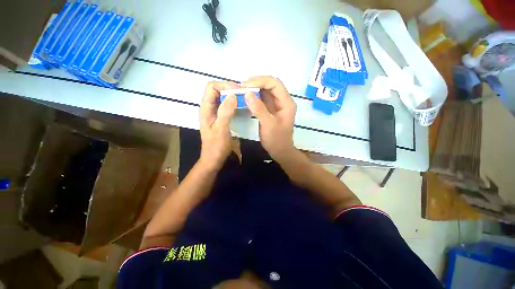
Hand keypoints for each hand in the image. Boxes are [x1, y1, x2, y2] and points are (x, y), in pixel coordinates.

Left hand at [199, 81, 237, 169]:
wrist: (214, 158)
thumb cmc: (216, 145)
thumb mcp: (221, 129)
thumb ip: (225, 112)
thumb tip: (233, 95)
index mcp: (205, 108)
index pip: (212, 87)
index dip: (224, 85)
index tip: (238, 91)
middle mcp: (208, 107)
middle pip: (217, 90)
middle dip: (230, 89)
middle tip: (243, 94)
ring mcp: (214, 112)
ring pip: (222, 97)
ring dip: (232, 95)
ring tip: (244, 98)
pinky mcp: (219, 117)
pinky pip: (225, 105)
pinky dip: (233, 103)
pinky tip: (240, 106)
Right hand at [243, 76, 296, 160]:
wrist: (280, 151)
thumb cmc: (277, 140)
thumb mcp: (268, 125)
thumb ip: (259, 109)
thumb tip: (247, 94)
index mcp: (286, 103)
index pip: (275, 84)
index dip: (261, 81)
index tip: (246, 85)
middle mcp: (282, 101)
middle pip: (270, 85)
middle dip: (256, 83)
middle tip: (242, 87)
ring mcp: (276, 105)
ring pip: (265, 91)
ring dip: (254, 89)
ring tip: (242, 91)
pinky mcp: (270, 110)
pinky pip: (262, 99)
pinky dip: (254, 97)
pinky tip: (246, 98)